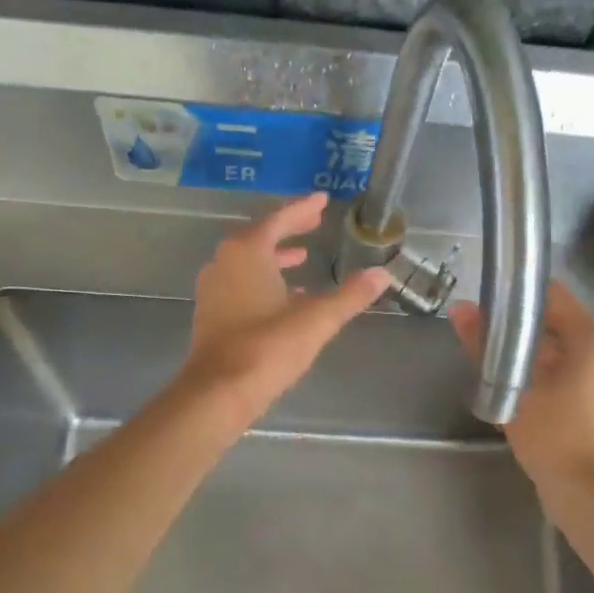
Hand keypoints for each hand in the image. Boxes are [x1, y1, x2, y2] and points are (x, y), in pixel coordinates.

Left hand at [180, 193, 391, 428]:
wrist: (218, 392)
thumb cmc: (267, 347)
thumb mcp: (316, 320)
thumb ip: (350, 295)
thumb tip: (382, 274)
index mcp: (247, 252)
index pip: (278, 219)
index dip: (302, 208)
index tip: (322, 200)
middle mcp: (225, 261)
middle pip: (260, 235)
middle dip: (288, 228)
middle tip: (314, 221)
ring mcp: (214, 287)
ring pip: (247, 260)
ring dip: (274, 255)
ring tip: (302, 257)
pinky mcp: (211, 312)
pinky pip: (240, 281)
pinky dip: (263, 278)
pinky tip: (284, 296)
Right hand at [451, 281, 593, 500]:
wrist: (591, 496)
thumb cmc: (554, 435)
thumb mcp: (512, 388)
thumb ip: (484, 345)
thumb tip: (460, 309)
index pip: (554, 296)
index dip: (519, 296)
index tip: (489, 306)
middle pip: (560, 326)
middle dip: (522, 333)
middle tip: (486, 343)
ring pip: (567, 355)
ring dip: (535, 360)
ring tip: (499, 372)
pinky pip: (577, 378)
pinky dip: (552, 380)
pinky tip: (524, 397)